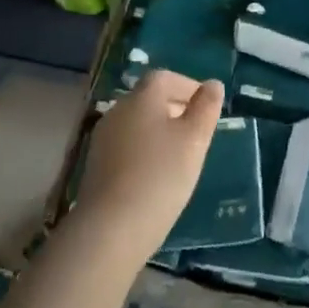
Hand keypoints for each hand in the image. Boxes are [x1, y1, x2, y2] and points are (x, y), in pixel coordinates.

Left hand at [72, 70, 224, 270]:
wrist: (110, 229)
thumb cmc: (161, 176)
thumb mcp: (194, 140)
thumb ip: (206, 108)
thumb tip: (213, 84)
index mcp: (141, 98)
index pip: (164, 78)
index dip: (187, 86)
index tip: (207, 106)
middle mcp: (117, 111)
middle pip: (148, 99)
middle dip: (175, 108)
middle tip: (198, 131)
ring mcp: (102, 139)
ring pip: (137, 124)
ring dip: (159, 131)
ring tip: (181, 156)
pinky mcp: (96, 166)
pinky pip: (126, 146)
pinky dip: (144, 151)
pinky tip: (157, 175)